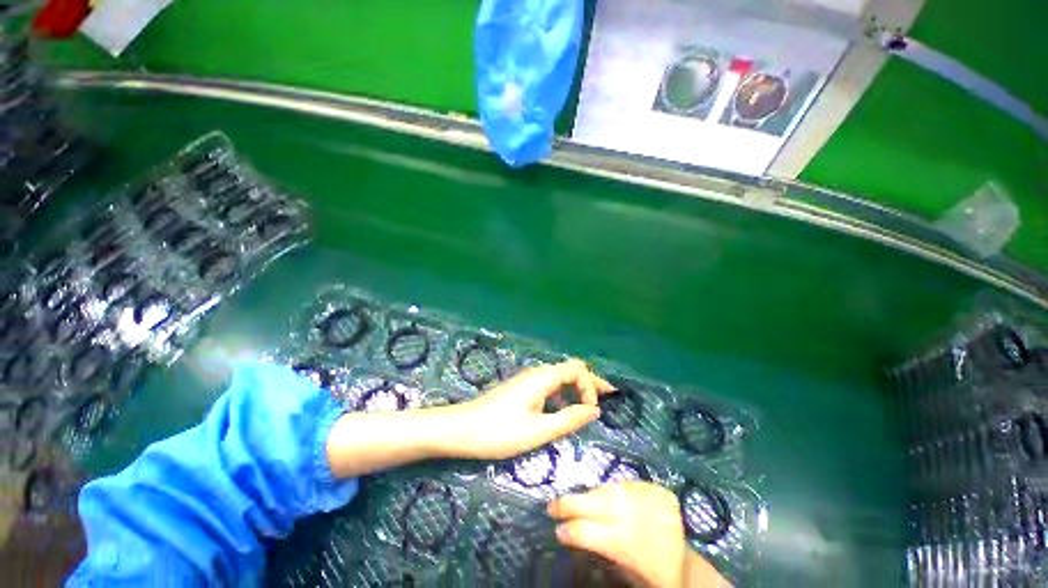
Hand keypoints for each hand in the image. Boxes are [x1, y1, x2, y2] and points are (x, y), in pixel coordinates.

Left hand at [443, 359, 613, 459]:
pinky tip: (563, 410)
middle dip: (590, 382)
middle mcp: (538, 373)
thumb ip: (569, 419)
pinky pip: (549, 386)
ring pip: (560, 377)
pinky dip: (562, 394)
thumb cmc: (500, 432)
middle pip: (570, 369)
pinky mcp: (522, 388)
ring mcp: (528, 380)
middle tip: (609, 396)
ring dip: (576, 389)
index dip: (590, 387)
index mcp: (543, 378)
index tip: (592, 412)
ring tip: (589, 406)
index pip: (577, 370)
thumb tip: (595, 410)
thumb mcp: (539, 431)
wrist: (462, 429)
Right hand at [548, 482, 729, 587]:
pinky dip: (612, 491)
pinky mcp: (656, 489)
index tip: (557, 530)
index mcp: (625, 541)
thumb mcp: (625, 571)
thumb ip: (601, 549)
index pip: (588, 530)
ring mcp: (646, 496)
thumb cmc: (652, 573)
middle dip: (571, 503)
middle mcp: (634, 512)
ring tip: (576, 501)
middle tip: (552, 505)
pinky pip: (626, 484)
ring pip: (608, 489)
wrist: (688, 564)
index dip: (570, 529)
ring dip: (590, 495)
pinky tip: (603, 496)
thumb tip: (571, 532)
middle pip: (595, 501)